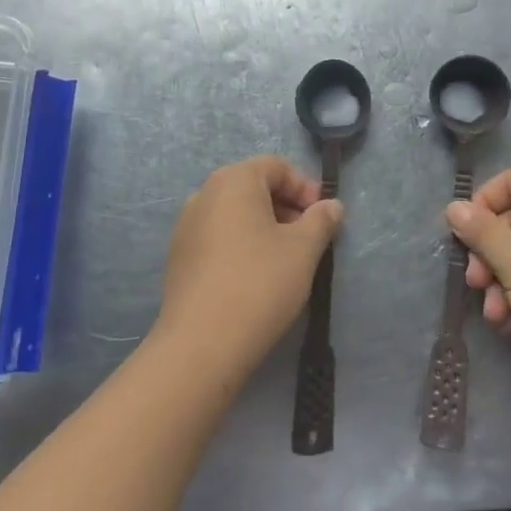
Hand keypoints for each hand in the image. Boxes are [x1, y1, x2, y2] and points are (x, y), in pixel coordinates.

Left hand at [154, 156, 342, 382]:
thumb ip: (321, 221)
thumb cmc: (259, 283)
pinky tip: (256, 276)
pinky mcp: (178, 257)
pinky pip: (218, 236)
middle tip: (310, 238)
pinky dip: (241, 244)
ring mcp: (186, 225)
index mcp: (233, 180)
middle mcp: (204, 193)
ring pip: (235, 213)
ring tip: (286, 259)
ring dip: (264, 226)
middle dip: (286, 207)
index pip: (276, 167)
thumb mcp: (303, 250)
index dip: (305, 187)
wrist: (201, 343)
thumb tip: (331, 206)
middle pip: (254, 187)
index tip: (324, 217)